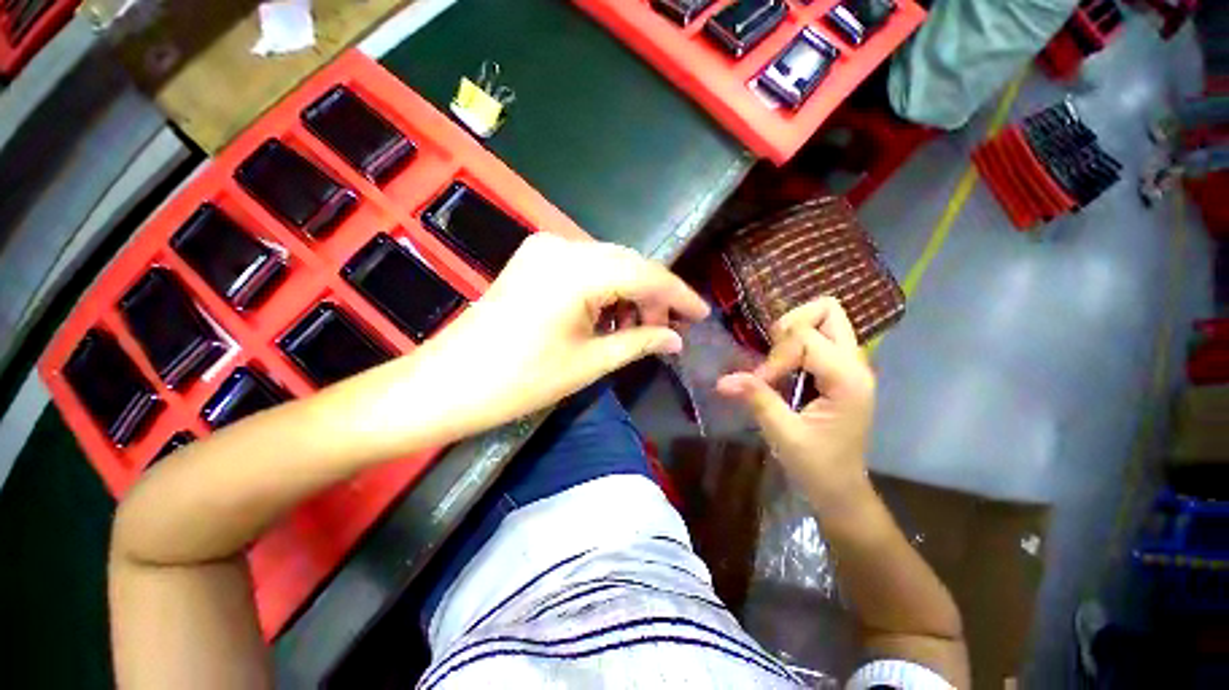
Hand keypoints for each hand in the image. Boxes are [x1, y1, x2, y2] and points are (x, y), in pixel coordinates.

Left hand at [412, 233, 708, 434]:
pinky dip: (607, 289)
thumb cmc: (520, 380)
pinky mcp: (534, 259)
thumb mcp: (589, 363)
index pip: (646, 275)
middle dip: (655, 295)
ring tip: (642, 327)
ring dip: (631, 292)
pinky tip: (612, 316)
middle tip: (670, 329)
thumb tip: (677, 339)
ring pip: (609, 264)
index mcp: (577, 270)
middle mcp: (562, 246)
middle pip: (629, 264)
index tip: (702, 314)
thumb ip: (639, 342)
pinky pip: (586, 267)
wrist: (449, 383)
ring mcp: (544, 248)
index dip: (679, 295)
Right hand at [716, 298, 874, 508]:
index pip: (805, 337)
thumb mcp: (783, 433)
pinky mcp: (839, 372)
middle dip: (792, 324)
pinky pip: (818, 338)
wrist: (841, 490)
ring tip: (776, 362)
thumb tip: (722, 380)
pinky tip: (782, 368)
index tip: (761, 382)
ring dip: (793, 333)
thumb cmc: (818, 466)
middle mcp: (855, 364)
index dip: (775, 356)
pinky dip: (795, 344)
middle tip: (774, 354)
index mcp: (847, 378)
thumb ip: (756, 398)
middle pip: (828, 310)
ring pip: (824, 320)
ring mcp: (850, 366)